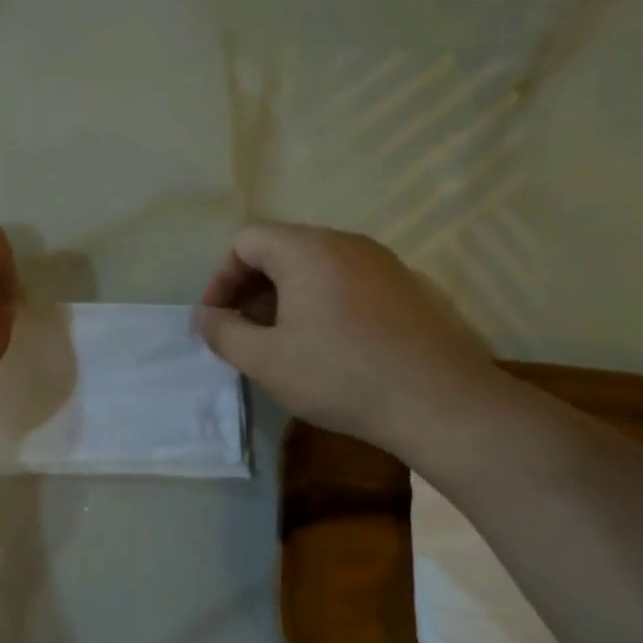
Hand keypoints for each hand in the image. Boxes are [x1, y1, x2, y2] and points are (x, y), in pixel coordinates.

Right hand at [191, 222, 501, 456]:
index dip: (221, 277)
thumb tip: (203, 316)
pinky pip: (345, 279)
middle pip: (281, 247)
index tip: (217, 319)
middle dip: (251, 286)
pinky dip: (319, 300)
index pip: (246, 241)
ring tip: (280, 340)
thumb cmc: (340, 375)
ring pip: (314, 264)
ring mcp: (380, 261)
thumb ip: (224, 333)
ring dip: (285, 295)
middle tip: (243, 331)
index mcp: (306, 250)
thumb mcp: (266, 361)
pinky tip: (325, 343)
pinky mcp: (403, 286)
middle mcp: (344, 242)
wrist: (439, 401)